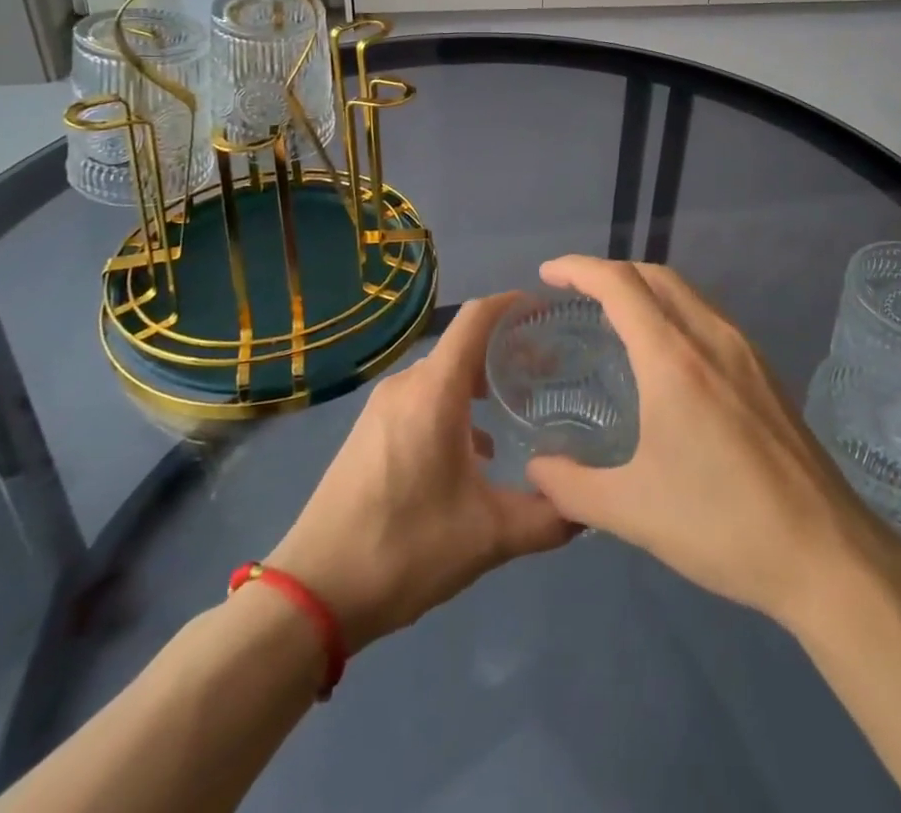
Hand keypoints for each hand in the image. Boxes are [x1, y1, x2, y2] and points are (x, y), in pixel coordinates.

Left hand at [263, 294, 575, 654]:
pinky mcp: (370, 432)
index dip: (514, 304)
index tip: (549, 312)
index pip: (478, 318)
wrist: (311, 595)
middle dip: (507, 351)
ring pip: (443, 374)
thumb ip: (547, 517)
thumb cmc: (404, 550)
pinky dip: (455, 405)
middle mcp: (407, 385)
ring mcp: (383, 408)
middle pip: (464, 345)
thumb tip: (589, 506)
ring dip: (481, 382)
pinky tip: (476, 450)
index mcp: (435, 390)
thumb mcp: (488, 537)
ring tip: (519, 408)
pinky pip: (423, 398)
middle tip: (550, 371)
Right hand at [523, 257, 887, 629]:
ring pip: (687, 292)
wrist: (824, 551)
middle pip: (655, 276)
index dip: (579, 268)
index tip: (548, 273)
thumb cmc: (721, 525)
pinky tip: (666, 354)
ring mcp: (745, 350)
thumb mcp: (633, 511)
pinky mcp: (764, 370)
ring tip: (615, 317)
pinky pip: (709, 316)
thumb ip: (572, 486)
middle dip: (611, 272)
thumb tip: (535, 469)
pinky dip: (675, 311)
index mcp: (673, 358)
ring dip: (646, 289)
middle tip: (575, 293)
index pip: (620, 284)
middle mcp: (711, 336)